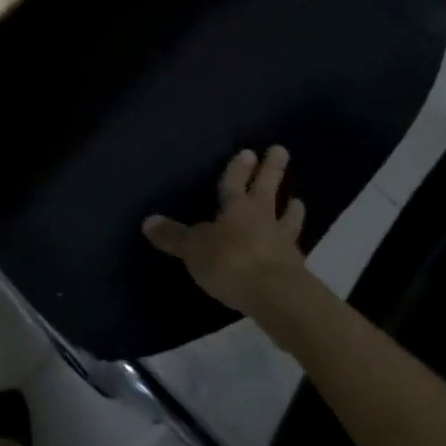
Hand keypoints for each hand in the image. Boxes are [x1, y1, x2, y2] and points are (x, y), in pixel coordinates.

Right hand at [143, 146, 307, 315]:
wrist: (275, 295)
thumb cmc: (230, 263)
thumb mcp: (194, 249)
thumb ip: (173, 236)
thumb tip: (147, 221)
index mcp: (236, 208)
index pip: (235, 183)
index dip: (238, 168)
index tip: (248, 152)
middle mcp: (261, 217)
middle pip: (266, 188)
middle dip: (271, 170)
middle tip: (281, 150)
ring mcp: (282, 241)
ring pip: (287, 217)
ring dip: (291, 208)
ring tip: (297, 199)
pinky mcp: (295, 267)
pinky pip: (294, 247)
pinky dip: (295, 242)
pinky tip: (296, 245)